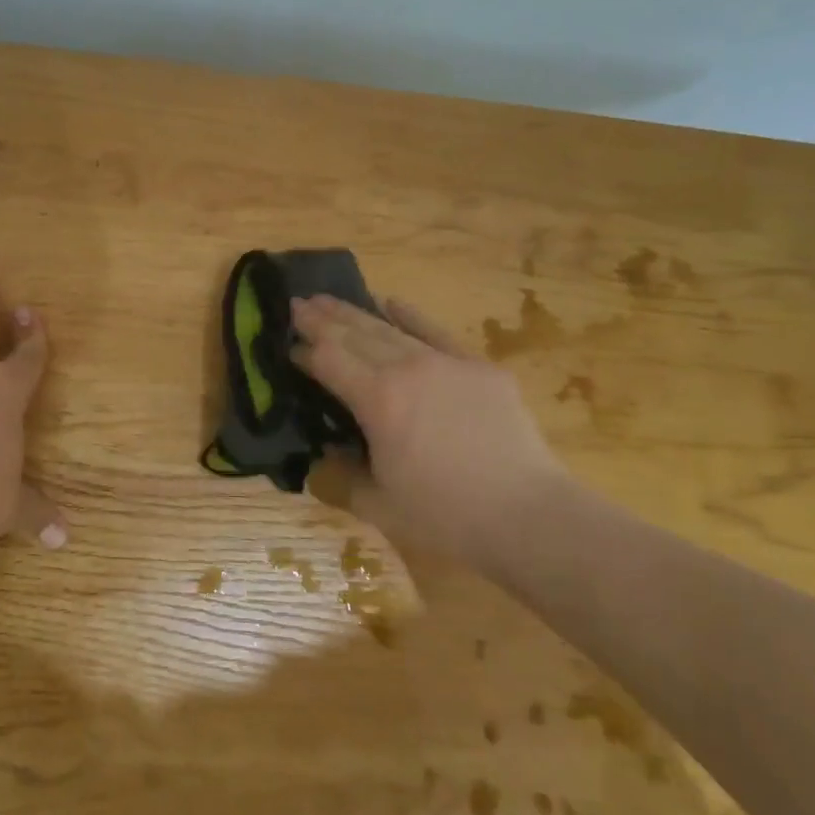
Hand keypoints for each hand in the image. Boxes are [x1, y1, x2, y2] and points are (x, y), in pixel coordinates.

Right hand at [291, 293, 570, 561]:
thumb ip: (340, 479)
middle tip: (297, 302)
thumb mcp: (377, 505)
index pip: (329, 361)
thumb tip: (322, 458)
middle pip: (354, 335)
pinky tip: (391, 301)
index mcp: (377, 400)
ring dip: (355, 313)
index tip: (286, 344)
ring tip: (328, 298)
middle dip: (321, 319)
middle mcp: (407, 369)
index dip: (304, 351)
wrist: (528, 515)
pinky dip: (410, 316)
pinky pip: (435, 331)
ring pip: (389, 329)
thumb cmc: (445, 516)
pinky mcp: (478, 367)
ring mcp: (445, 362)